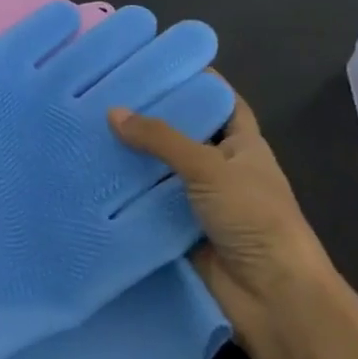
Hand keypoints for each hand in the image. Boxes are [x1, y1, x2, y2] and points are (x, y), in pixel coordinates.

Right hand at [110, 84, 341, 348]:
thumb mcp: (210, 167)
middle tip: (104, 95)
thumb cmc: (255, 218)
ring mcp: (200, 200)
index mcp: (243, 145)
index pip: (220, 102)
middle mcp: (221, 168)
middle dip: (150, 118)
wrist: (271, 295)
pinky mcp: (179, 229)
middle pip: (183, 134)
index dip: (195, 81)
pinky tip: (91, 176)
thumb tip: (113, 112)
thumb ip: (161, 139)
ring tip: (86, 130)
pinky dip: (125, 194)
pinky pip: (148, 204)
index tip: (155, 63)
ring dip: (132, 157)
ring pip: (160, 170)